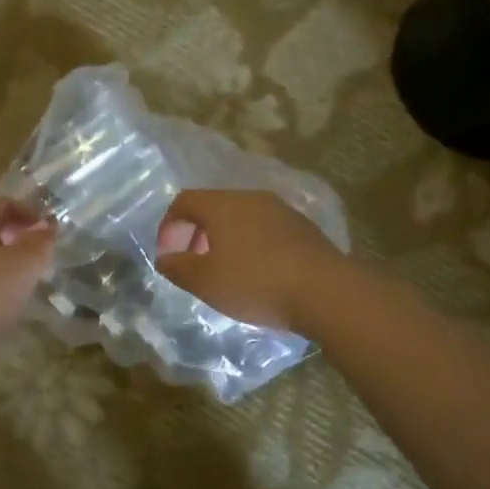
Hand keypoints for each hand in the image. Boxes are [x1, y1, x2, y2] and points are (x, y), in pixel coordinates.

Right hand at [155, 190, 344, 331]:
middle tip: (193, 263)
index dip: (168, 226)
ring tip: (225, 270)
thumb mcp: (205, 282)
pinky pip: (265, 229)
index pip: (184, 201)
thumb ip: (178, 267)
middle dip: (196, 233)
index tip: (168, 254)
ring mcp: (281, 210)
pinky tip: (257, 272)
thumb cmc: (254, 283)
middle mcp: (251, 198)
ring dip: (225, 239)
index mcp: (223, 205)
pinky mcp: (303, 227)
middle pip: (214, 207)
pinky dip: (250, 244)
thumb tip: (164, 258)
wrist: (324, 291)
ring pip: (241, 217)